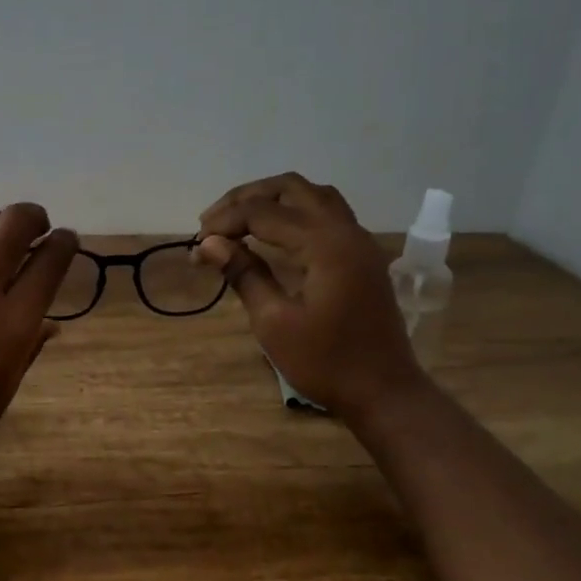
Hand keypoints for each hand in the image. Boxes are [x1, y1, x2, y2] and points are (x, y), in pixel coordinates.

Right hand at [195, 172, 423, 421]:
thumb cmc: (325, 363)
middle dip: (247, 198)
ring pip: (313, 196)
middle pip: (292, 189)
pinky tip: (273, 235)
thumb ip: (244, 274)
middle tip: (212, 222)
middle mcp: (346, 231)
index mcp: (325, 245)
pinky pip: (327, 215)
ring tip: (239, 221)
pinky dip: (295, 214)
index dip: (225, 223)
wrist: (383, 392)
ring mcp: (359, 242)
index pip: (264, 213)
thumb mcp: (274, 322)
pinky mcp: (361, 257)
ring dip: (273, 200)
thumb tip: (208, 244)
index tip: (196, 244)